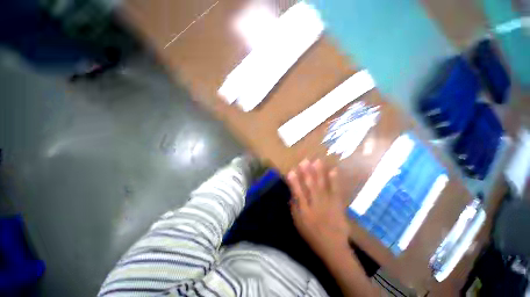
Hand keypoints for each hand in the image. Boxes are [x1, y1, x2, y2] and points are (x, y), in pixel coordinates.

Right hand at [287, 159, 349, 258]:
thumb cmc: (312, 234)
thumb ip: (294, 208)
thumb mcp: (298, 224)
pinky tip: (333, 171)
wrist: (333, 246)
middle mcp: (316, 204)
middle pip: (311, 186)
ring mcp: (328, 203)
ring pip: (322, 185)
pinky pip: (336, 190)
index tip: (291, 171)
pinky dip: (335, 180)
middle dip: (307, 172)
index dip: (294, 181)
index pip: (298, 193)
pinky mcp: (338, 204)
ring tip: (317, 161)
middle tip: (304, 160)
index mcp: (305, 210)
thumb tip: (292, 194)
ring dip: (319, 172)